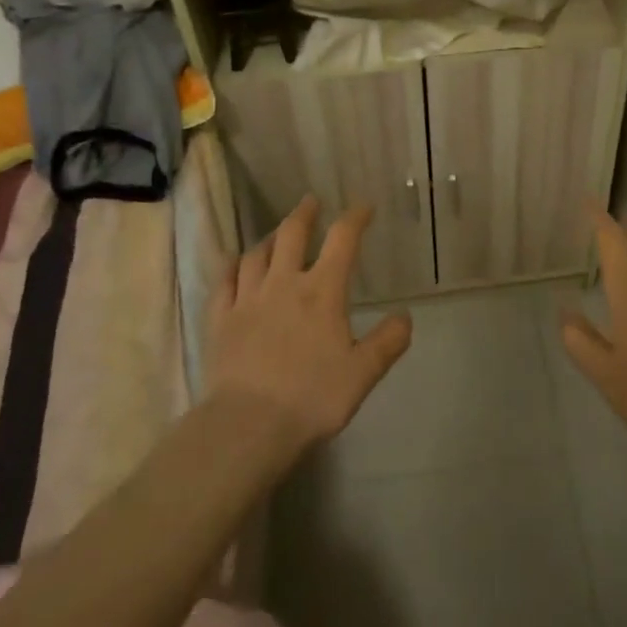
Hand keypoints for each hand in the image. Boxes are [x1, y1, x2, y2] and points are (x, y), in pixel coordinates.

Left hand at [204, 197, 412, 451]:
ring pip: (255, 255)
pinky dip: (231, 268)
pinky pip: (224, 282)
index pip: (342, 240)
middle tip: (311, 202)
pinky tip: (234, 266)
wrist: (248, 425)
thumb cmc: (312, 397)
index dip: (355, 218)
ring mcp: (247, 300)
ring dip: (269, 239)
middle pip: (291, 234)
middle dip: (304, 214)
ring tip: (275, 235)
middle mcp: (283, 284)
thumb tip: (405, 315)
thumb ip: (388, 341)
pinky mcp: (220, 320)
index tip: (364, 207)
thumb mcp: (363, 373)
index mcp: (322, 291)